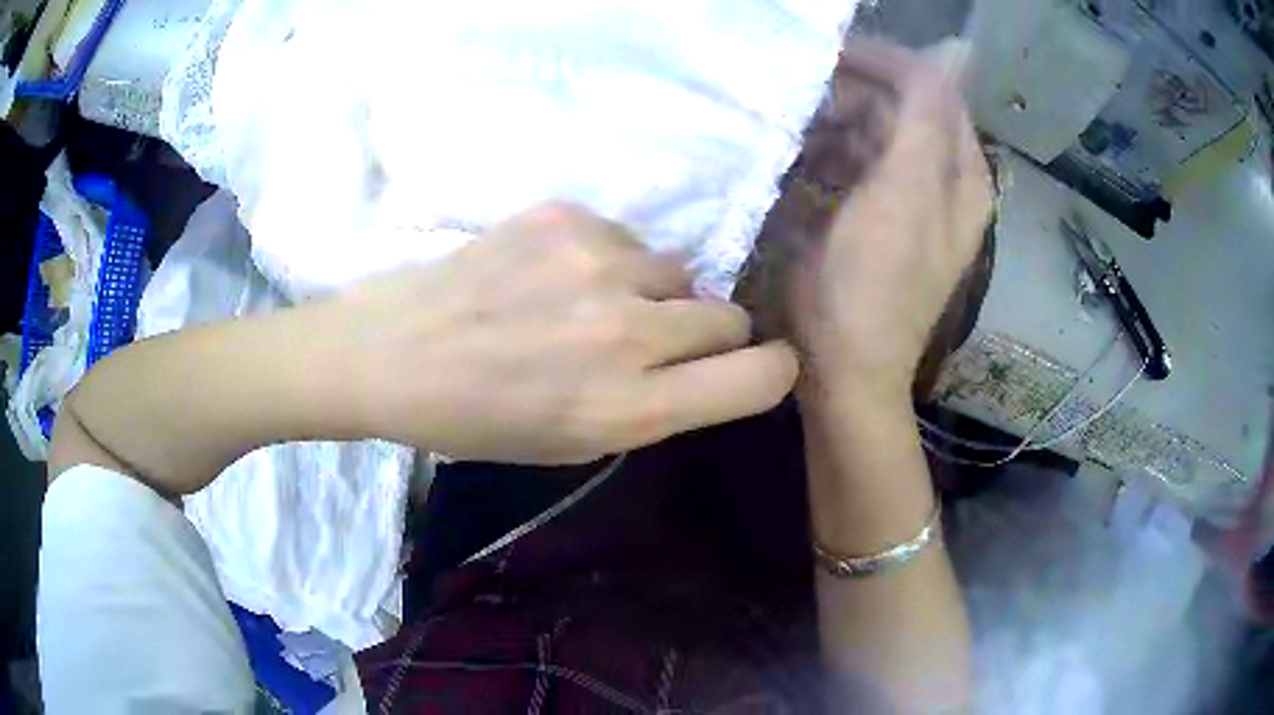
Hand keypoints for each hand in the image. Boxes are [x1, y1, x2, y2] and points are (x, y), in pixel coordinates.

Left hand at [339, 203, 797, 463]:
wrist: (392, 351)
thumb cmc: (478, 419)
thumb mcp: (573, 445)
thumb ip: (653, 407)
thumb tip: (705, 362)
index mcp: (627, 408)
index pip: (759, 377)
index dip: (769, 371)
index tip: (753, 368)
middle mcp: (626, 332)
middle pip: (731, 316)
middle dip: (703, 333)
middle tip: (647, 342)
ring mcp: (596, 263)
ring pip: (679, 270)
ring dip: (651, 292)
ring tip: (586, 305)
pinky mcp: (566, 215)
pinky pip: (627, 237)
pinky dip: (605, 259)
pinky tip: (550, 275)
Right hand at [790, 44, 992, 401]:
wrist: (848, 369)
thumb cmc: (870, 285)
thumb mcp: (904, 194)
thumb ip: (927, 118)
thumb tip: (954, 50)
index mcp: (959, 171)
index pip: (930, 86)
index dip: (881, 63)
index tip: (824, 57)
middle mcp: (944, 179)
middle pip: (903, 107)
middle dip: (852, 93)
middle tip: (800, 98)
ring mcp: (913, 200)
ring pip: (878, 133)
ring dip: (836, 122)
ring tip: (794, 132)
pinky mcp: (883, 220)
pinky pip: (861, 164)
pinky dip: (832, 154)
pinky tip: (804, 166)